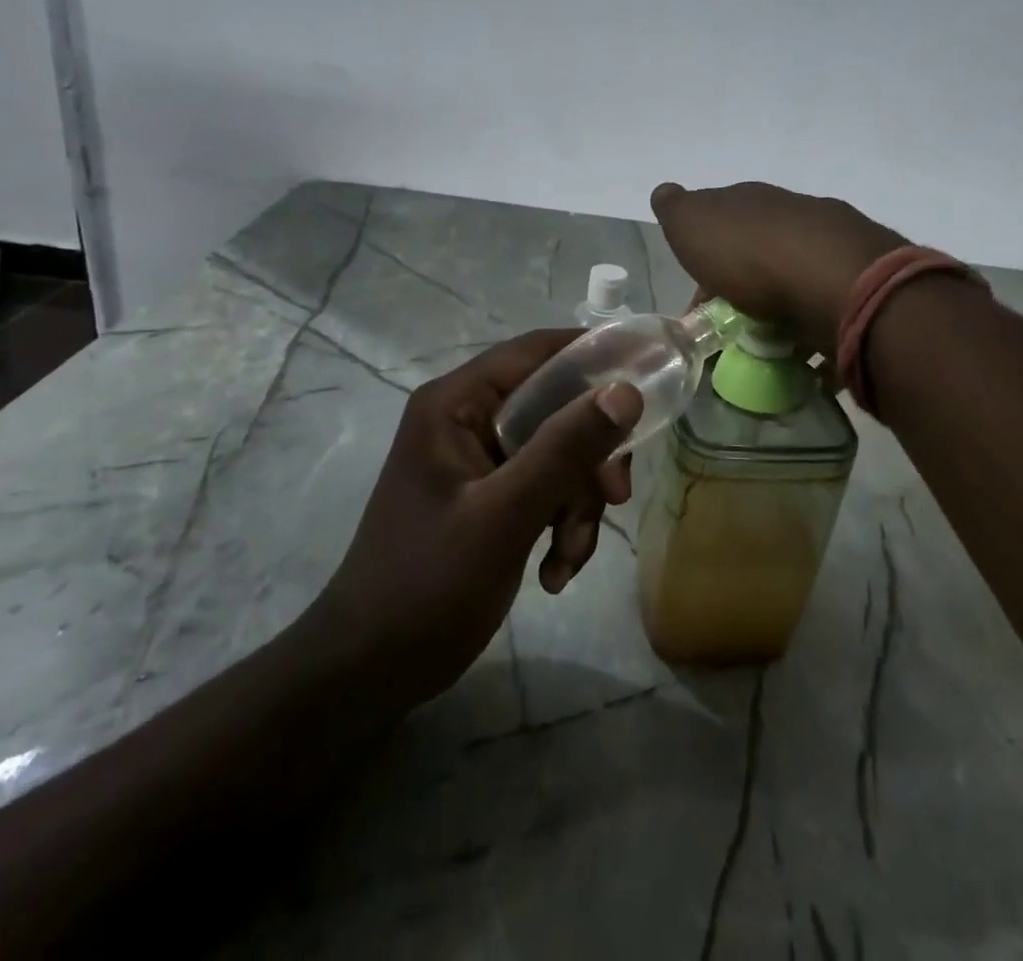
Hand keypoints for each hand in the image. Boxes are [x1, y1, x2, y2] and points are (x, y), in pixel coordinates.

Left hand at [313, 330, 641, 710]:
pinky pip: (546, 488)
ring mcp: (478, 460)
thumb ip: (565, 449)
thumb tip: (627, 391)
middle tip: (614, 497)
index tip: (651, 376)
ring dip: (578, 503)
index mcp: (456, 403)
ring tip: (569, 556)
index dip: (595, 356)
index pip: (537, 352)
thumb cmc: (427, 584)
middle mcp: (468, 419)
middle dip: (588, 458)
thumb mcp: (504, 515)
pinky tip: (555, 572)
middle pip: (556, 407)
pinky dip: (561, 524)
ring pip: (558, 453)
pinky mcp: (489, 496)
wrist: (371, 671)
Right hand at [650, 181, 905, 354]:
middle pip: (760, 249)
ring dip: (778, 306)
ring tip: (762, 345)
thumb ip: (677, 210)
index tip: (696, 296)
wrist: (838, 283)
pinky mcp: (860, 287)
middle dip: (742, 283)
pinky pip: (824, 309)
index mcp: (752, 200)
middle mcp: (795, 215)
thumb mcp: (694, 225)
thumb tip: (665, 193)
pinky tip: (799, 350)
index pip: (721, 217)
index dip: (705, 254)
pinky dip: (809, 327)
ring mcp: (833, 247)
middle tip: (727, 325)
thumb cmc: (753, 255)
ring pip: (794, 277)